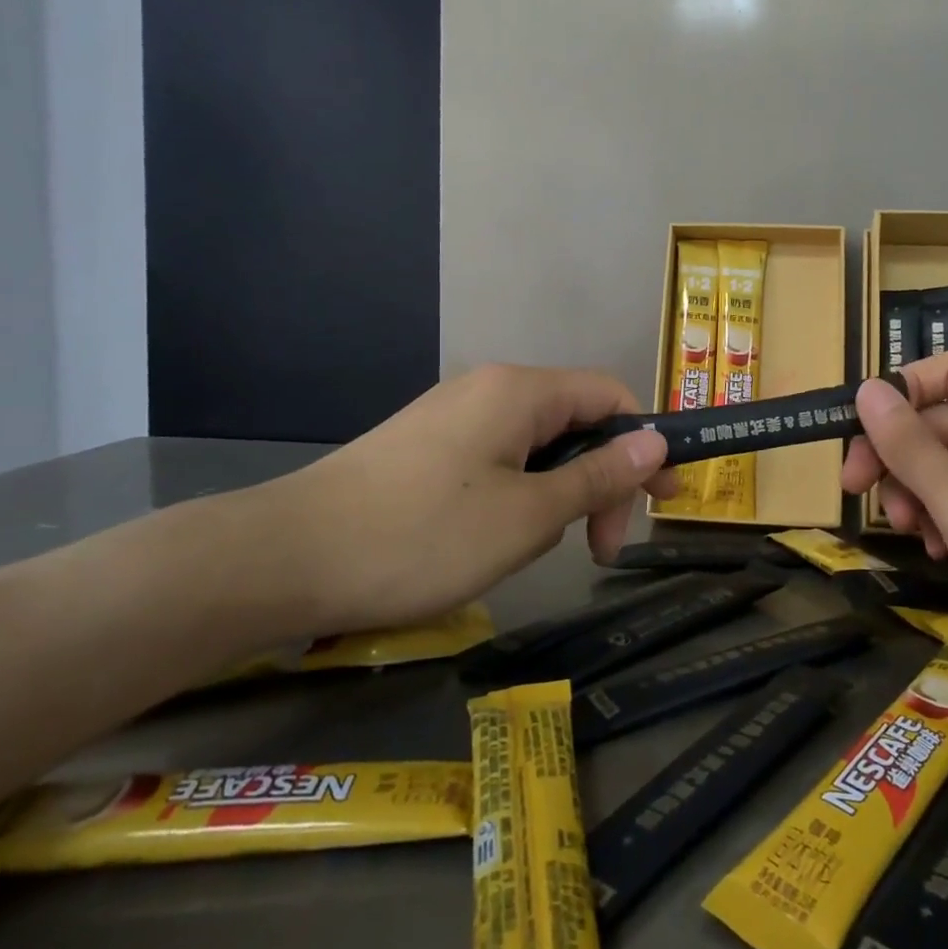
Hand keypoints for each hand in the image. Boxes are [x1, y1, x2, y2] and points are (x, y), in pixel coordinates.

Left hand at [263, 365, 673, 634]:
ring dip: (561, 492)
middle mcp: (490, 389)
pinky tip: (502, 537)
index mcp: (520, 391)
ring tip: (545, 548)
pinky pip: (499, 459)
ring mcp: (453, 416)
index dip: (647, 443)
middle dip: (603, 478)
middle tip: (601, 547)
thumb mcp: (528, 515)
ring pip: (538, 445)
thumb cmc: (423, 536)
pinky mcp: (426, 447)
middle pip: (576, 420)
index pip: (611, 395)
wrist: (286, 559)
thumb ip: (599, 476)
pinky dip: (522, 494)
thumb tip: (656, 441)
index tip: (661, 502)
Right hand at [841, 351, 947, 663]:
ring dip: (917, 493)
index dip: (902, 388)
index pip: (947, 370)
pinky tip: (939, 554)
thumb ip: (906, 444)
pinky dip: (946, 523)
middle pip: (939, 423)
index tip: (862, 429)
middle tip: (859, 492)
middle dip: (896, 454)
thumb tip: (867, 388)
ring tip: (908, 531)